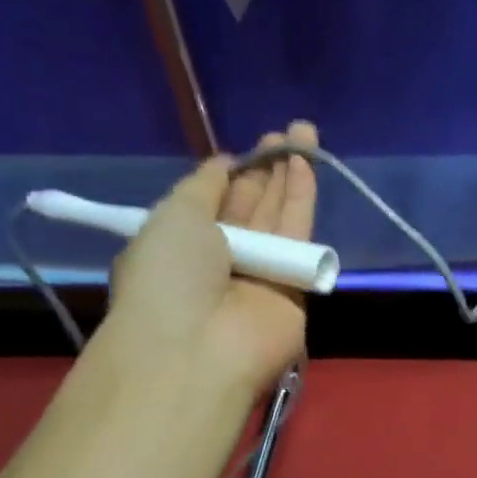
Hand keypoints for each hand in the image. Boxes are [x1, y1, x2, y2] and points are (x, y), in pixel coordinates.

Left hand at [101, 121, 318, 394]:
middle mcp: (224, 258)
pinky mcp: (296, 284)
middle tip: (284, 131)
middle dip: (267, 169)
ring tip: (303, 132)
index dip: (233, 174)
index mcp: (184, 245)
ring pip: (280, 216)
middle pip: (252, 207)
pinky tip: (307, 164)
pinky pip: (300, 234)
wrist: (199, 346)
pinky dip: (302, 198)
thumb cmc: (169, 277)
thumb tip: (224, 163)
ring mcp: (261, 272)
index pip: (214, 202)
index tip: (248, 149)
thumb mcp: (172, 216)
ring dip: (290, 175)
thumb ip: (202, 186)